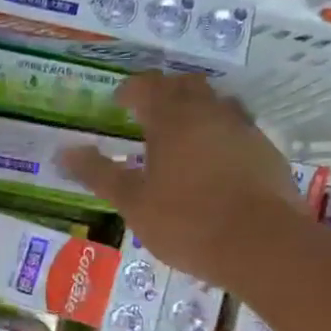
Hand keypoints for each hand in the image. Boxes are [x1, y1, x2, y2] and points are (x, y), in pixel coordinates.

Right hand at [60, 73, 307, 284]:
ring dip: (196, 110)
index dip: (128, 91)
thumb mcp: (132, 202)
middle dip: (163, 93)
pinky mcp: (267, 152)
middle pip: (185, 85)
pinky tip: (213, 163)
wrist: (262, 245)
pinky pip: (238, 129)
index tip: (117, 104)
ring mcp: (243, 130)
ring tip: (181, 136)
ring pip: (216, 103)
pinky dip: (220, 134)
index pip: (146, 86)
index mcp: (171, 119)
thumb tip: (64, 152)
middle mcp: (209, 113)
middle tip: (146, 114)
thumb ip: (99, 174)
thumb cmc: (186, 221)